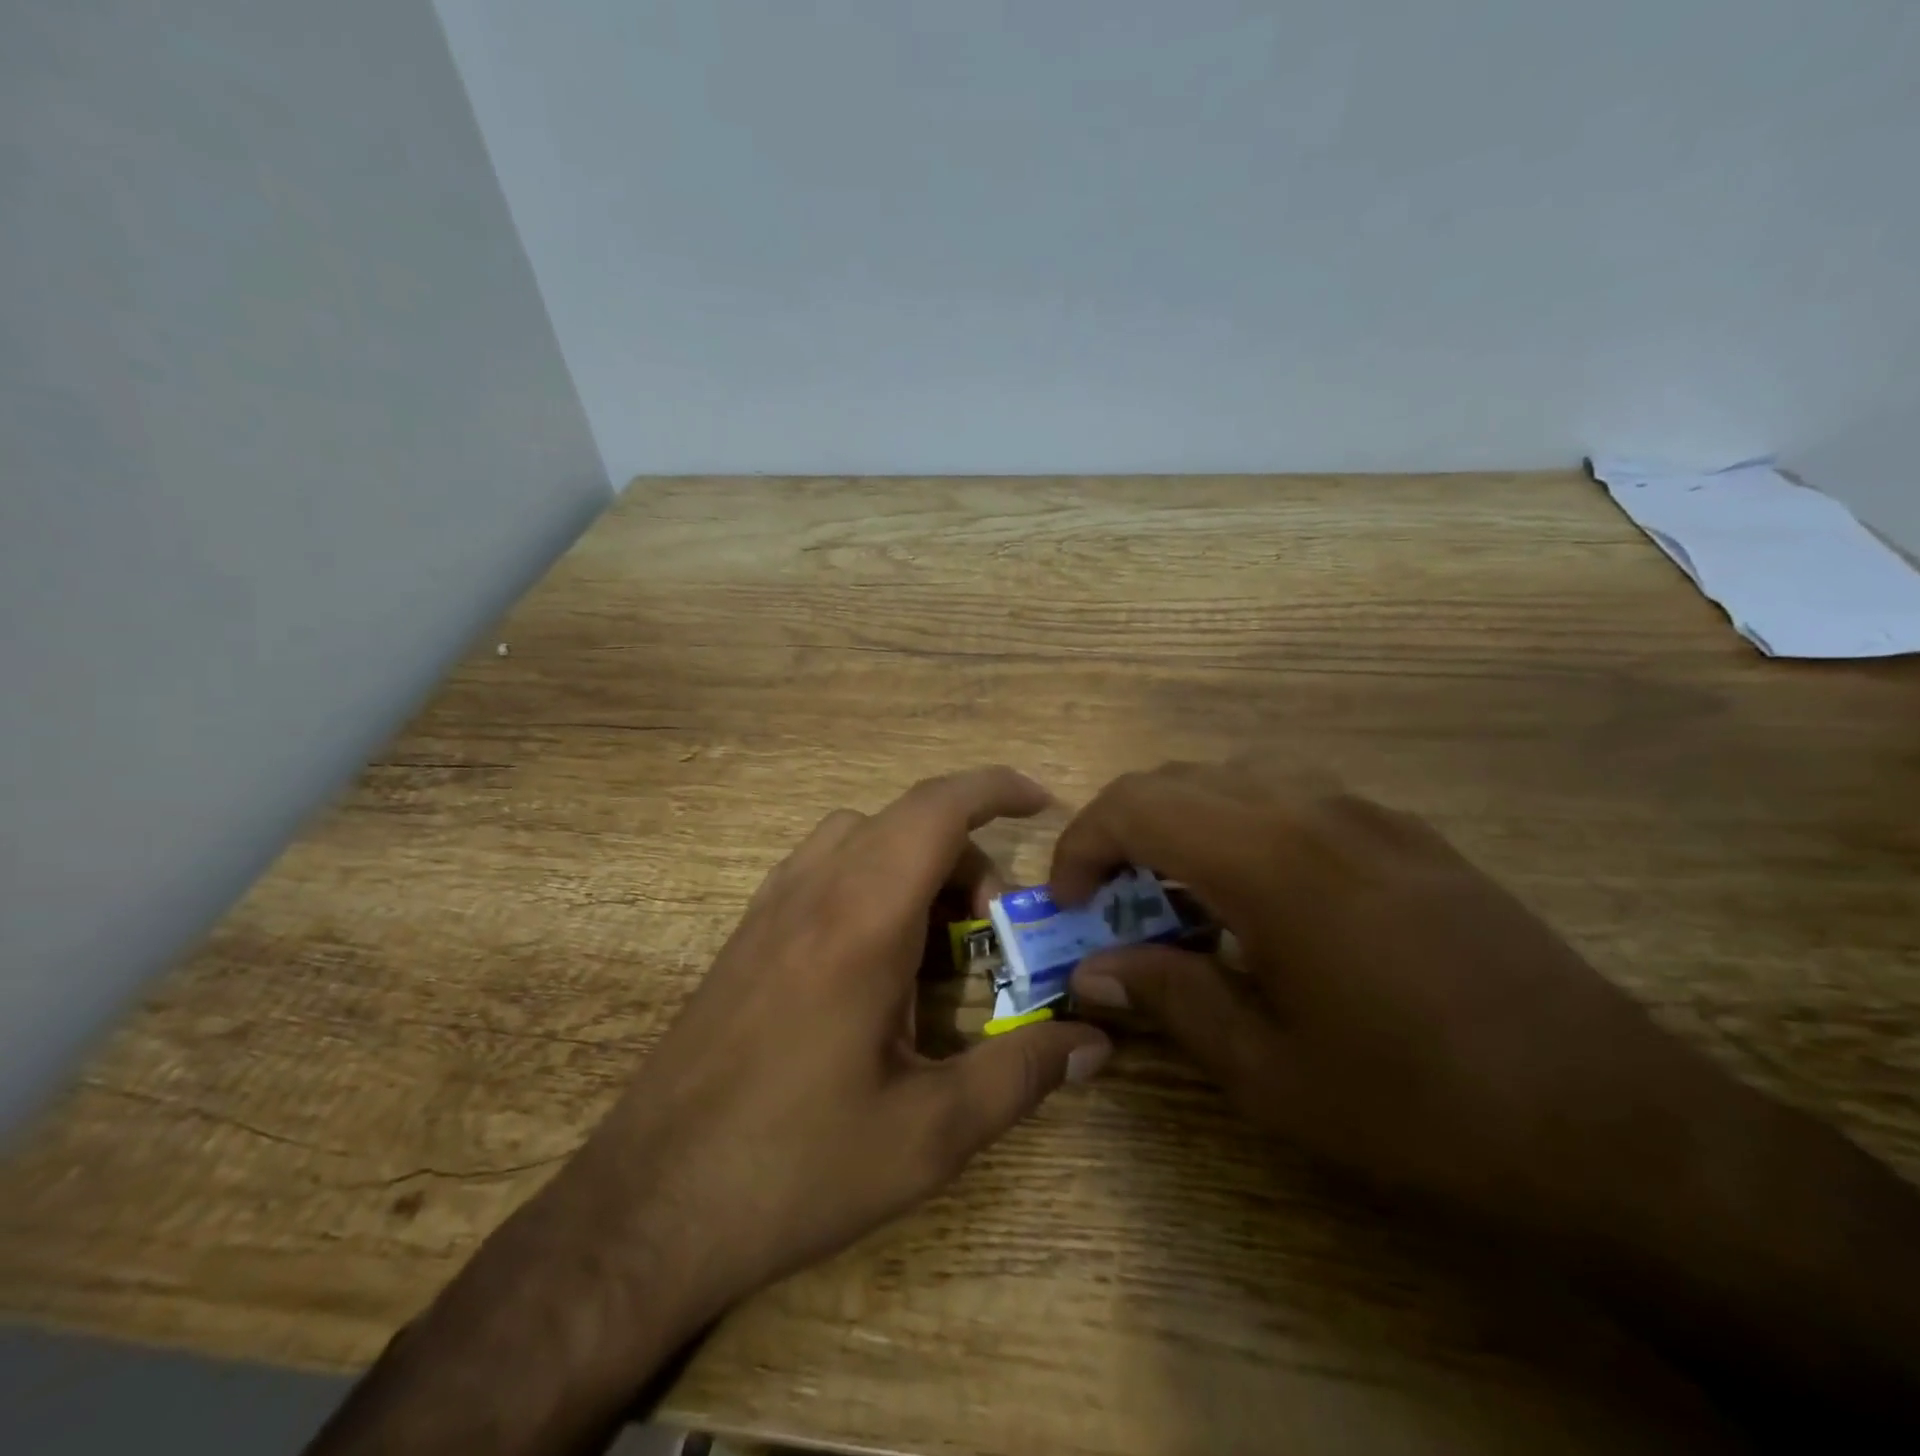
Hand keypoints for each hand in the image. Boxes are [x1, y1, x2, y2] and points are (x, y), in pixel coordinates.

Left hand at [570, 764, 1110, 1330]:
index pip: (937, 808)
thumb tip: (1096, 1041)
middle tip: (994, 930)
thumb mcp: (929, 1134)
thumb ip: (1022, 1075)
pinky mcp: (745, 935)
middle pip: (906, 820)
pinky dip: (869, 878)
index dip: (995, 787)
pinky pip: (822, 867)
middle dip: (967, 853)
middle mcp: (813, 890)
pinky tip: (876, 959)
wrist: (647, 1206)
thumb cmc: (795, 1166)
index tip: (1041, 801)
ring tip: (936, 942)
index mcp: (863, 919)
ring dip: (913, 862)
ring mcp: (770, 908)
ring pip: (859, 836)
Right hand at [1051, 758, 1919, 1424]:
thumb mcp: (1268, 1071)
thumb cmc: (1416, 1105)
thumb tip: (1092, 973)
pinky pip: (1293, 799)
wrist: (1616, 1125)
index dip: (1082, 845)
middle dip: (1123, 831)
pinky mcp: (1408, 832)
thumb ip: (1169, 999)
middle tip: (1112, 904)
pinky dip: (1242, 828)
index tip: (1068, 903)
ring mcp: (1368, 812)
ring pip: (1235, 779)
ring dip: (1183, 824)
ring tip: (1180, 901)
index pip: (1136, 806)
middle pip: (1178, 779)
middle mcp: (1312, 810)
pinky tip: (1263, 902)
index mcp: (1269, 860)